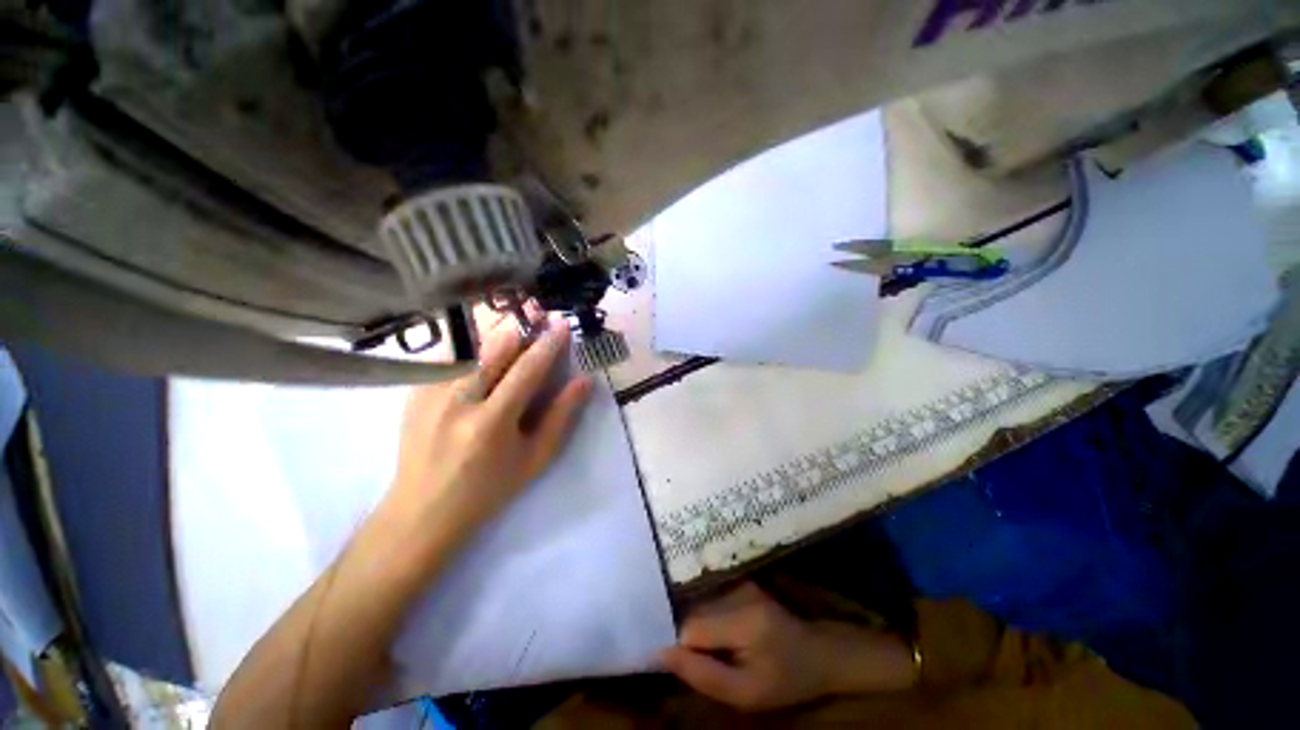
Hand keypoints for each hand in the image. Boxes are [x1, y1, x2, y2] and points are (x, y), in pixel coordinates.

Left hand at [382, 309, 592, 557]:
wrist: (423, 509)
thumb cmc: (489, 488)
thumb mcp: (535, 459)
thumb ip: (561, 417)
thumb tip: (584, 381)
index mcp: (491, 423)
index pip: (526, 370)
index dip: (547, 344)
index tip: (562, 324)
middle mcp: (457, 401)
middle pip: (493, 348)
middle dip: (520, 325)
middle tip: (539, 310)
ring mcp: (429, 393)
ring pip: (468, 345)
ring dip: (496, 327)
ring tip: (515, 315)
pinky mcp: (414, 391)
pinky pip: (448, 354)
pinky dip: (470, 340)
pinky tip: (484, 335)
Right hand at [660, 582, 917, 710]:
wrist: (818, 652)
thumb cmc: (785, 680)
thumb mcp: (746, 694)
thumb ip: (702, 675)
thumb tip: (658, 654)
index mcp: (742, 619)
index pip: (689, 628)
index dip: (683, 650)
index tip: (689, 667)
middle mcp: (736, 590)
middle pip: (691, 612)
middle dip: (690, 639)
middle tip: (709, 659)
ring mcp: (737, 580)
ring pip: (697, 604)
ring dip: (698, 627)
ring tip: (718, 647)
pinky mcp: (738, 579)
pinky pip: (708, 598)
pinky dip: (707, 616)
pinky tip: (721, 632)